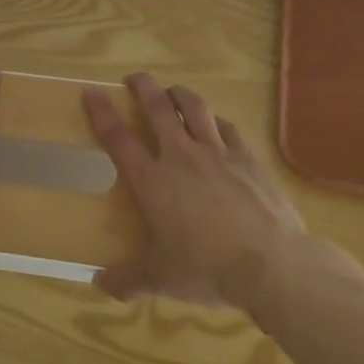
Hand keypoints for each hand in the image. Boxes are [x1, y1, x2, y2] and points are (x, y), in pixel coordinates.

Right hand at [85, 74, 306, 307]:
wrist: (271, 264)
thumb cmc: (207, 268)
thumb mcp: (161, 279)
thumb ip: (127, 279)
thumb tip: (98, 285)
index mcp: (152, 181)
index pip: (118, 138)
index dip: (102, 112)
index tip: (92, 92)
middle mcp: (181, 156)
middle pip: (158, 109)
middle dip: (143, 88)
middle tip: (135, 78)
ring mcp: (218, 153)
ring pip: (195, 108)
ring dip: (180, 95)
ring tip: (173, 91)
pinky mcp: (248, 158)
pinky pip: (228, 128)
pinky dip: (216, 121)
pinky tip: (216, 124)